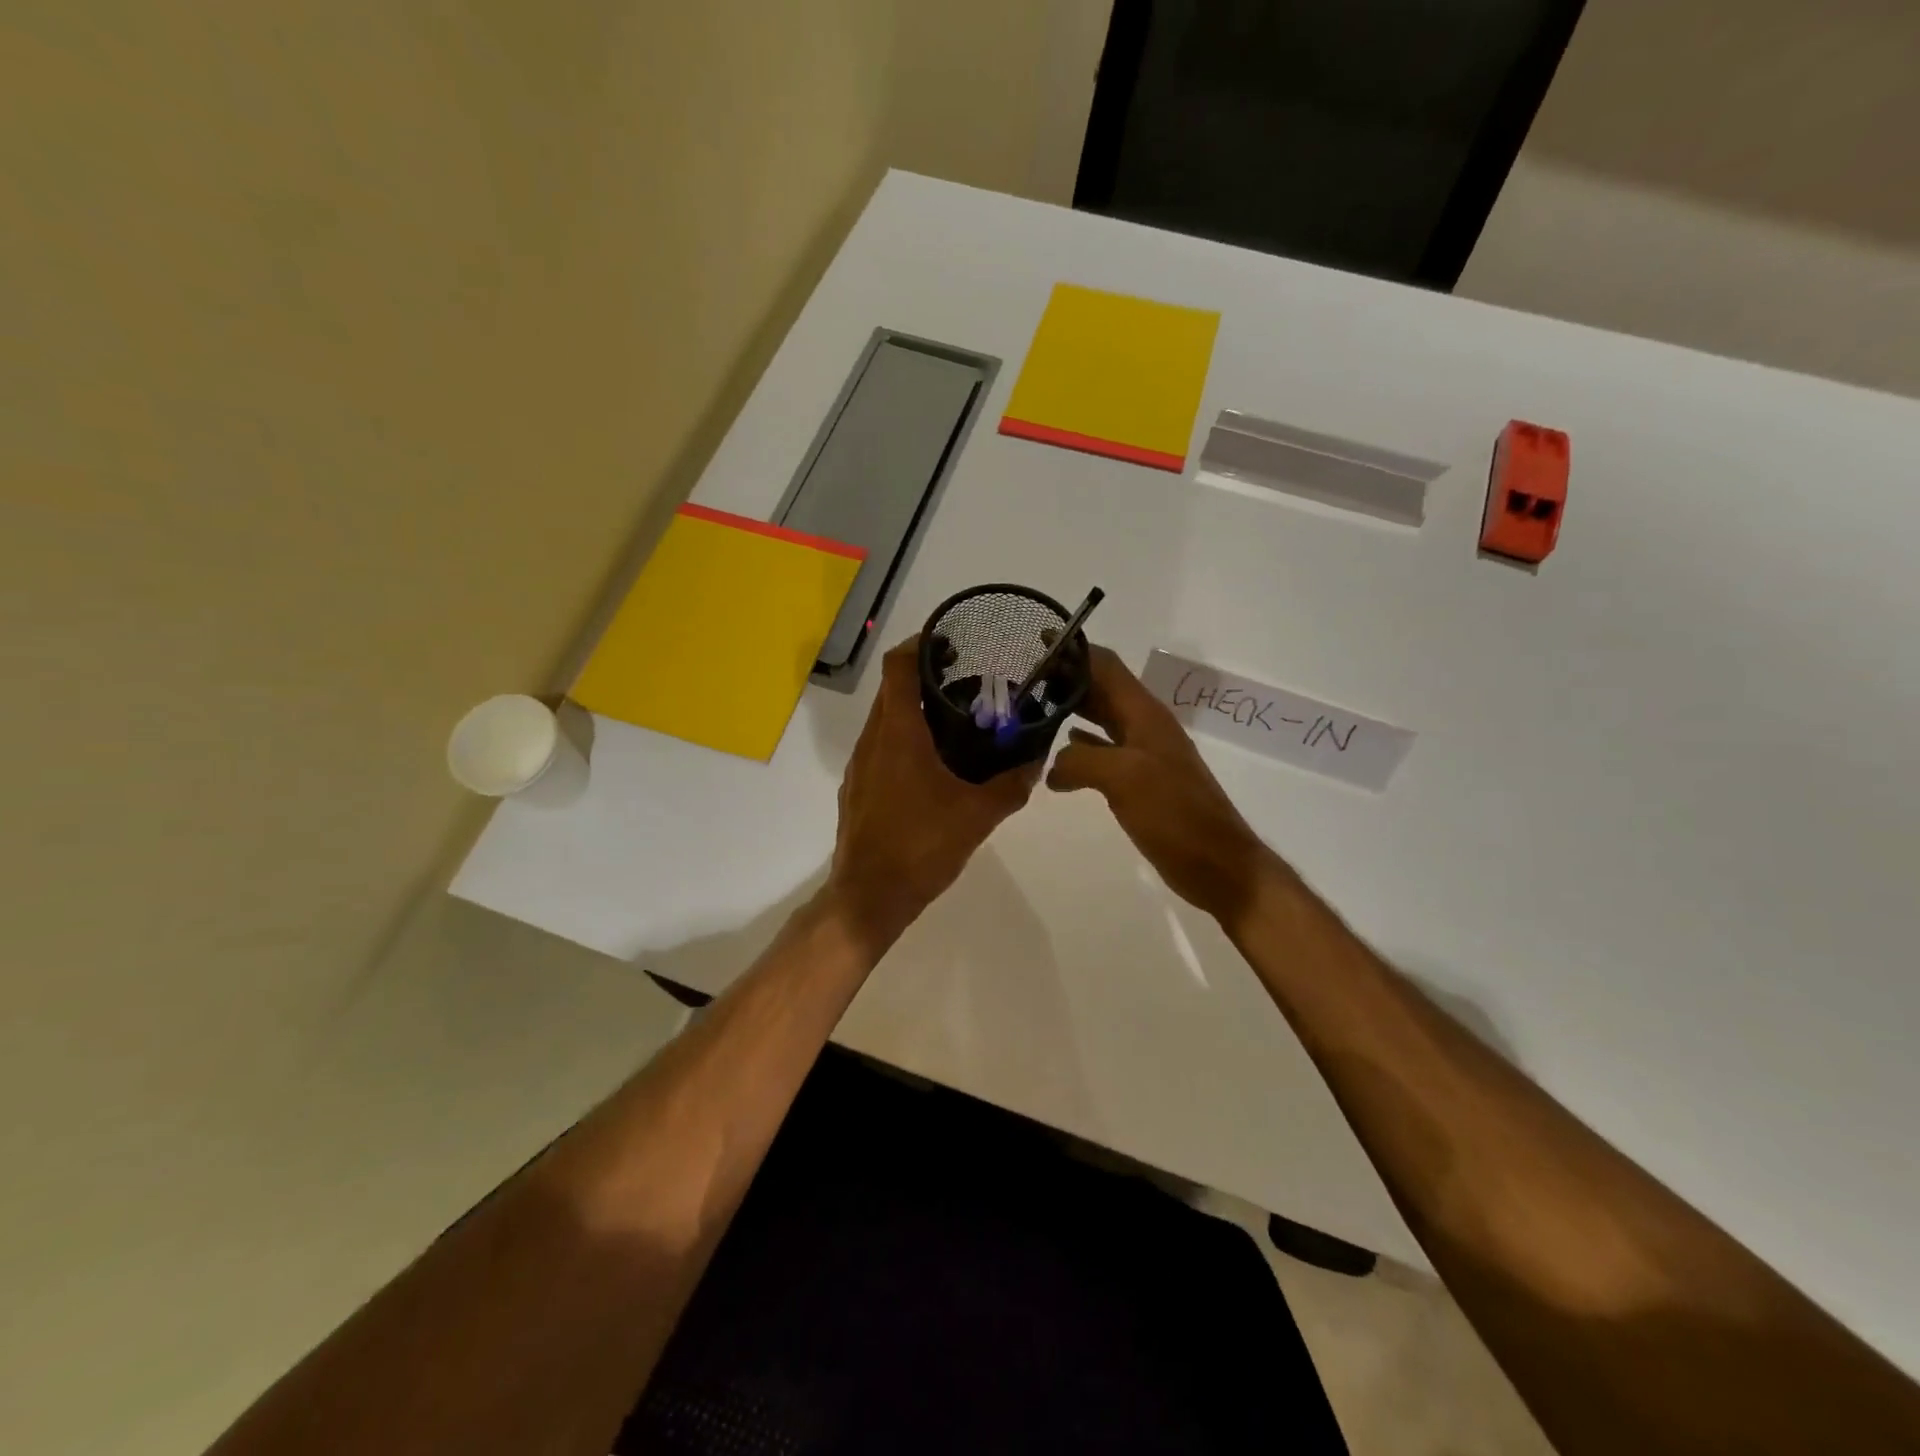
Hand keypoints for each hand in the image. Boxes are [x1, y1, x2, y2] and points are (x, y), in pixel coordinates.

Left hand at [826, 636, 1038, 952]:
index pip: (899, 666)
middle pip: (892, 688)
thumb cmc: (920, 847)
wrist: (869, 896)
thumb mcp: (977, 816)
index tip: (950, 641)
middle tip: (966, 679)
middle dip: (924, 676)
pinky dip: (904, 737)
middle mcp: (873, 739)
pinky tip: (933, 762)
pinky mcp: (857, 787)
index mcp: (898, 734)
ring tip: (956, 719)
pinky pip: (880, 746)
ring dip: (914, 709)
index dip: (920, 644)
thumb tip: (1037, 761)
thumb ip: (1011, 785)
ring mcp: (860, 764)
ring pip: (885, 718)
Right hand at [1047, 645, 1282, 930]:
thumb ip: (1082, 760)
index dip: (1074, 651)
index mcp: (1144, 715)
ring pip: (1101, 720)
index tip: (1036, 639)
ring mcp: (1143, 755)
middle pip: (1101, 689)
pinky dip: (1080, 746)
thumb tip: (1053, 765)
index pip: (1106, 666)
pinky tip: (1058, 753)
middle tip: (1022, 677)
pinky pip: (1104, 751)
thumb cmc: (1176, 815)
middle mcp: (1144, 727)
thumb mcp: (1125, 778)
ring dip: (1070, 710)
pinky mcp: (1139, 782)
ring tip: (1031, 709)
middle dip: (1065, 678)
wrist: (1217, 865)